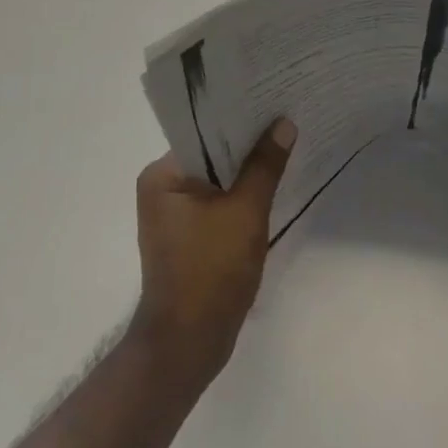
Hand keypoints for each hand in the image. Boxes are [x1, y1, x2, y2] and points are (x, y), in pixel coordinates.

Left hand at [130, 117, 295, 390]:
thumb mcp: (245, 212)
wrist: (187, 346)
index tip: (273, 101)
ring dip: (246, 172)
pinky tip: (270, 188)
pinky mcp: (187, 237)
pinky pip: (217, 203)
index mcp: (162, 175)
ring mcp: (172, 215)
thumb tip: (284, 124)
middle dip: (247, 144)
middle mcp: (161, 188)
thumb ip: (265, 165)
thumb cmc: (211, 271)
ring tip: (284, 147)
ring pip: (216, 180)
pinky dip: (240, 197)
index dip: (240, 117)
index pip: (204, 132)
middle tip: (286, 120)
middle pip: (211, 154)